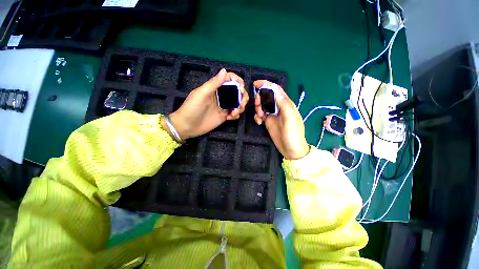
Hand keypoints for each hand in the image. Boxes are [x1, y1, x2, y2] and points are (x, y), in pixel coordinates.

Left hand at [164, 69, 248, 139]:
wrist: (187, 127)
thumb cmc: (191, 109)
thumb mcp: (201, 94)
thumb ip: (213, 83)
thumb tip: (224, 70)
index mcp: (215, 87)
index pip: (230, 80)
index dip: (238, 82)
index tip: (241, 90)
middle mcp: (221, 95)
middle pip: (238, 92)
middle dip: (243, 97)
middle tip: (240, 105)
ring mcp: (224, 106)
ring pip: (238, 103)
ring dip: (240, 107)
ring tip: (233, 114)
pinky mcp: (224, 115)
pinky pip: (235, 113)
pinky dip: (236, 114)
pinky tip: (230, 118)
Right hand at [254, 80, 308, 159]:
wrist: (291, 150)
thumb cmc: (293, 134)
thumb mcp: (290, 118)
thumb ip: (283, 103)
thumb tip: (274, 89)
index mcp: (286, 104)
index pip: (276, 90)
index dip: (266, 85)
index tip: (256, 84)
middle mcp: (279, 107)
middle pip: (267, 97)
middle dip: (260, 98)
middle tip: (257, 105)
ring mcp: (273, 115)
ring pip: (262, 106)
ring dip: (258, 108)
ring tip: (260, 117)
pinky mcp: (268, 122)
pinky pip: (260, 115)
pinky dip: (257, 116)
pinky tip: (259, 122)